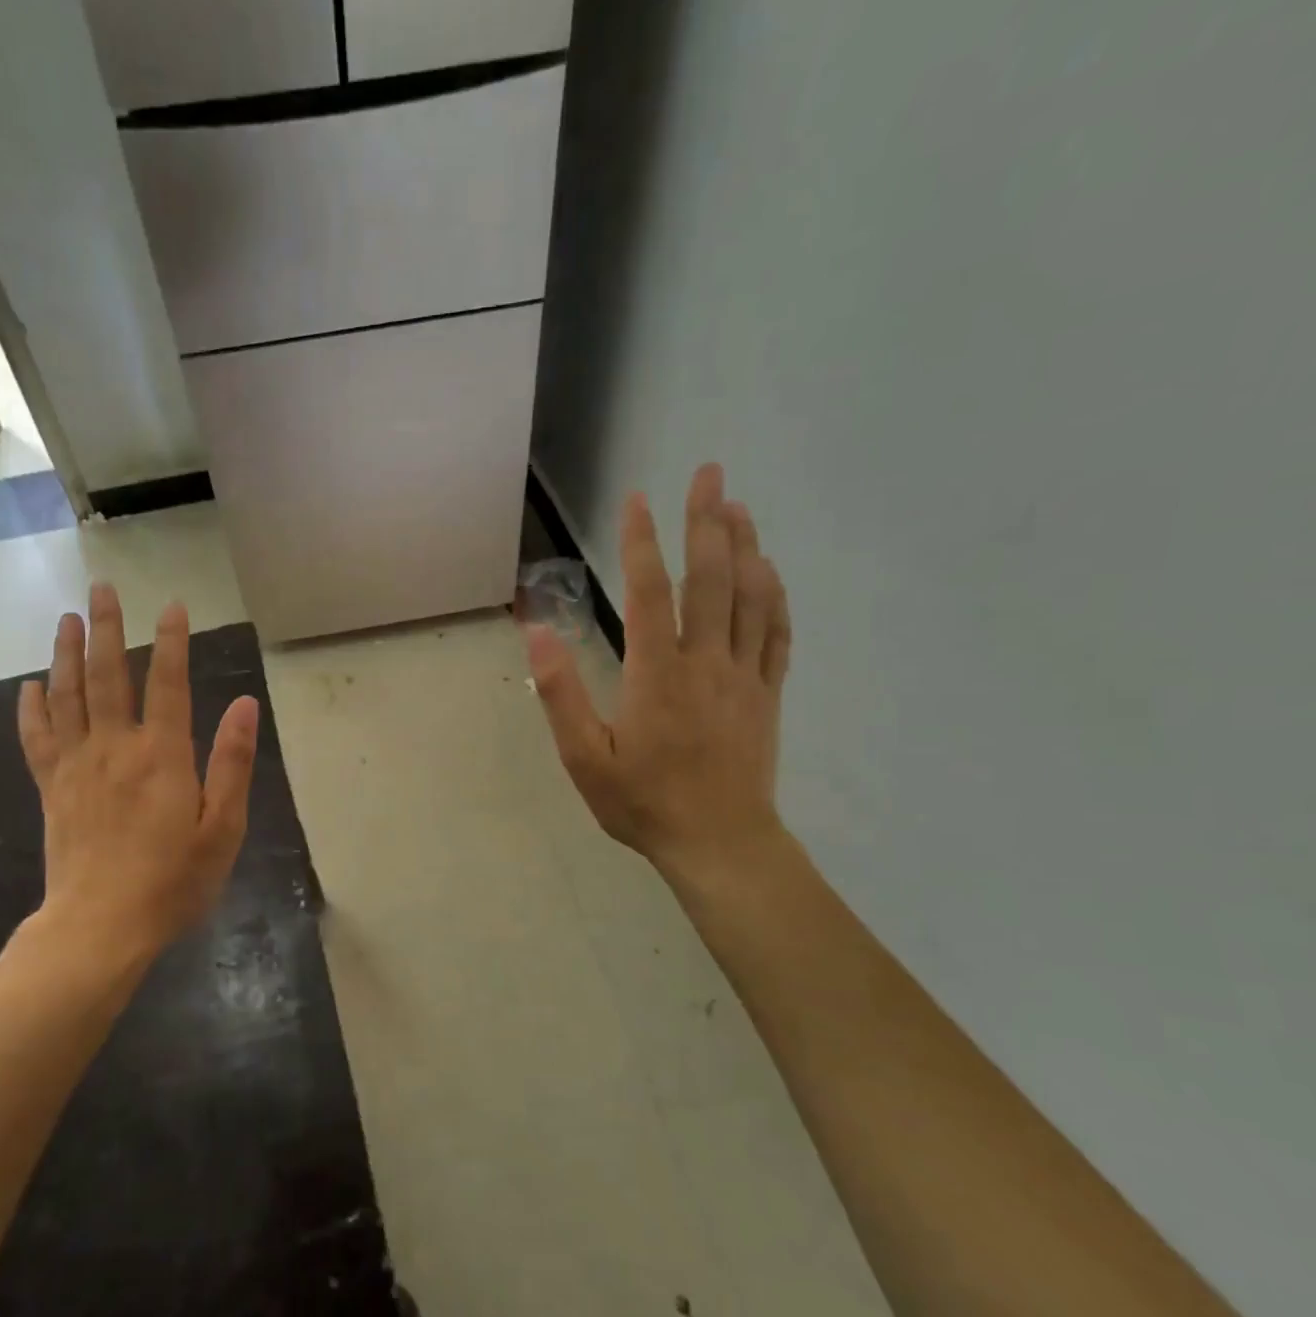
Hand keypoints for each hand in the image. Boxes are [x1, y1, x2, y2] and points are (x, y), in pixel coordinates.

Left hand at [17, 583, 258, 963]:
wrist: (100, 928)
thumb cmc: (173, 882)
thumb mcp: (222, 829)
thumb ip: (232, 763)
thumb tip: (245, 705)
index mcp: (162, 756)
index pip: (167, 682)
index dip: (172, 640)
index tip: (172, 605)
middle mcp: (115, 748)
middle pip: (106, 675)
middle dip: (105, 627)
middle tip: (100, 587)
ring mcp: (76, 766)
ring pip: (66, 696)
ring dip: (65, 653)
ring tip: (66, 619)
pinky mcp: (51, 789)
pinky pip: (36, 738)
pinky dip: (31, 708)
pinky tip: (29, 685)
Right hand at [526, 464, 792, 892]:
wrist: (719, 843)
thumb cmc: (643, 802)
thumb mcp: (584, 757)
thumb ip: (562, 693)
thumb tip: (538, 633)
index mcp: (656, 674)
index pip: (648, 593)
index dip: (641, 542)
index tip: (638, 500)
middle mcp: (705, 662)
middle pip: (710, 579)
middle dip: (707, 521)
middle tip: (709, 473)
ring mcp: (743, 676)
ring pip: (750, 597)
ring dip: (745, 546)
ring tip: (738, 506)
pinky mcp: (767, 694)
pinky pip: (776, 634)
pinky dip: (774, 596)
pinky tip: (768, 571)